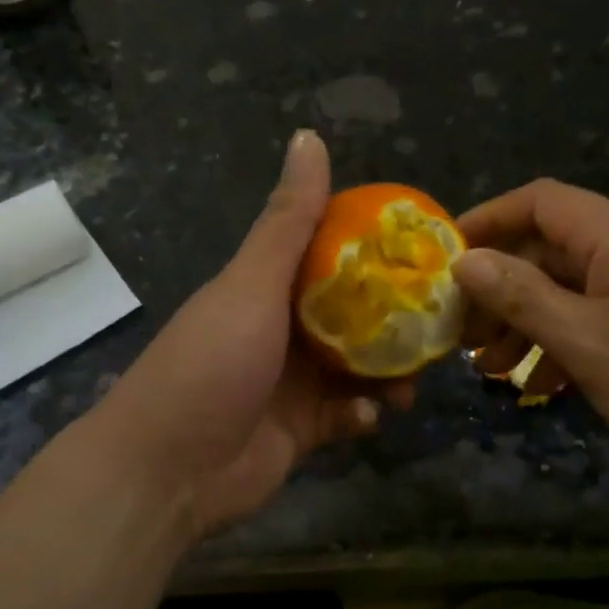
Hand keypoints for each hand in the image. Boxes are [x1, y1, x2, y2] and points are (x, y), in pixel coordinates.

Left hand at [76, 130, 410, 539]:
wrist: (167, 473)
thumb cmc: (211, 364)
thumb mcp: (252, 284)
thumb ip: (289, 220)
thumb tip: (309, 136)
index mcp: (270, 286)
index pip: (333, 253)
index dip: (376, 247)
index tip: (424, 247)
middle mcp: (284, 328)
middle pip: (355, 312)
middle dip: (396, 316)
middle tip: (442, 316)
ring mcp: (294, 381)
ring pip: (359, 365)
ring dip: (389, 370)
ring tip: (417, 375)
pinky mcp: (303, 429)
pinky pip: (348, 414)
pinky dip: (363, 413)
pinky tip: (370, 416)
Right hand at [453, 179, 608, 492]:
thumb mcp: (588, 343)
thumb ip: (522, 297)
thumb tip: (466, 260)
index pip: (537, 201)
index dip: (487, 220)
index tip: (445, 259)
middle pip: (550, 248)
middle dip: (501, 289)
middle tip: (464, 334)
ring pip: (574, 287)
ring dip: (530, 322)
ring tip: (494, 370)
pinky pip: (604, 313)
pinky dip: (569, 340)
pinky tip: (546, 385)